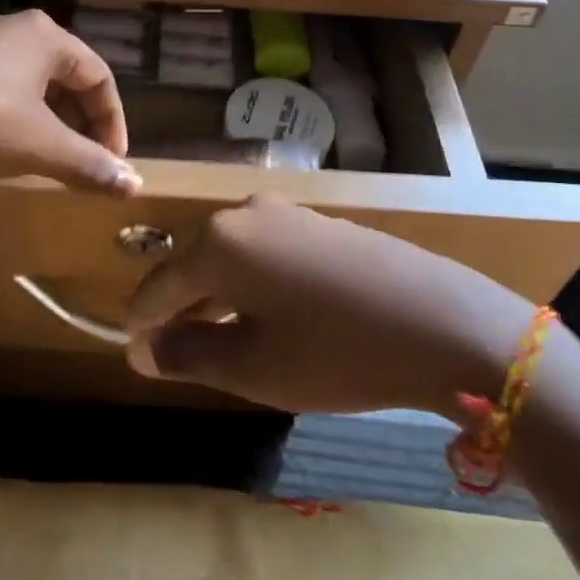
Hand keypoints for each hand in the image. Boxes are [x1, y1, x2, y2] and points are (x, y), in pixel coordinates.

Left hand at [0, 10, 140, 194]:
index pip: (98, 75)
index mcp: (44, 36)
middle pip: (63, 75)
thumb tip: (136, 187)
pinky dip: (11, 113)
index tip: (114, 160)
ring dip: (46, 118)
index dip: (112, 120)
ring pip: (27, 80)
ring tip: (46, 154)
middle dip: (79, 119)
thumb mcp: (41, 146)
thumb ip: (90, 164)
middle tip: (84, 158)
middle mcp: (11, 28)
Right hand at [123, 197, 538, 412]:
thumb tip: (145, 350)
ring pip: (232, 257)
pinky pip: (266, 252)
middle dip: (180, 310)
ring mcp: (287, 212)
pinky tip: (270, 318)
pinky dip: (253, 285)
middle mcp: (245, 213)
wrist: (441, 321)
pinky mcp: (319, 224)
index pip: (159, 286)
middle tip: (177, 356)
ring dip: (217, 297)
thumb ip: (190, 355)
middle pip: (194, 264)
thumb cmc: (336, 352)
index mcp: (218, 242)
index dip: (142, 325)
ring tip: (220, 342)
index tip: (138, 359)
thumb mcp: (255, 367)